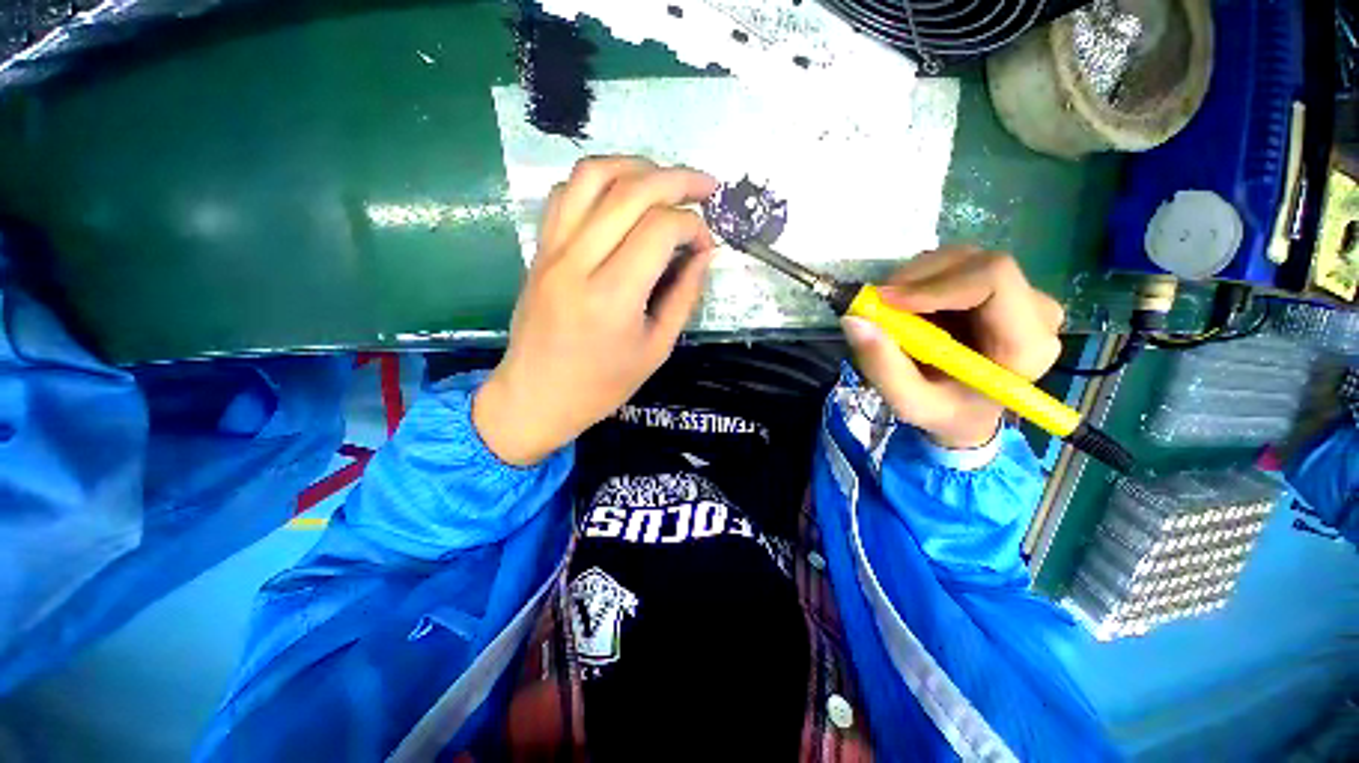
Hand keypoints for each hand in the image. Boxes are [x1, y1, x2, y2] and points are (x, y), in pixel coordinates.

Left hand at [473, 156, 718, 465]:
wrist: (536, 396)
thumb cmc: (602, 384)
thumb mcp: (657, 348)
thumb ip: (684, 296)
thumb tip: (703, 253)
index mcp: (613, 296)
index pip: (660, 229)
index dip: (693, 226)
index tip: (706, 244)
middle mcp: (578, 262)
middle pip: (631, 190)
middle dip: (677, 179)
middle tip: (705, 187)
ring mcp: (552, 250)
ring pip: (593, 175)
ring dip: (636, 166)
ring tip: (665, 180)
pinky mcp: (539, 249)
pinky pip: (566, 193)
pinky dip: (599, 181)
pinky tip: (621, 196)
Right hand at [841, 246, 1064, 448]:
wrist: (967, 411)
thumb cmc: (945, 412)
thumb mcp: (909, 403)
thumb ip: (883, 366)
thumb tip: (853, 319)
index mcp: (1026, 344)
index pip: (993, 279)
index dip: (935, 283)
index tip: (886, 301)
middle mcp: (1035, 310)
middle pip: (975, 263)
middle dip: (916, 279)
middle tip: (877, 305)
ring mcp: (1020, 294)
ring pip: (961, 259)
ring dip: (914, 280)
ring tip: (892, 312)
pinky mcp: (999, 287)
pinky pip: (954, 266)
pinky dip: (919, 280)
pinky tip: (909, 308)